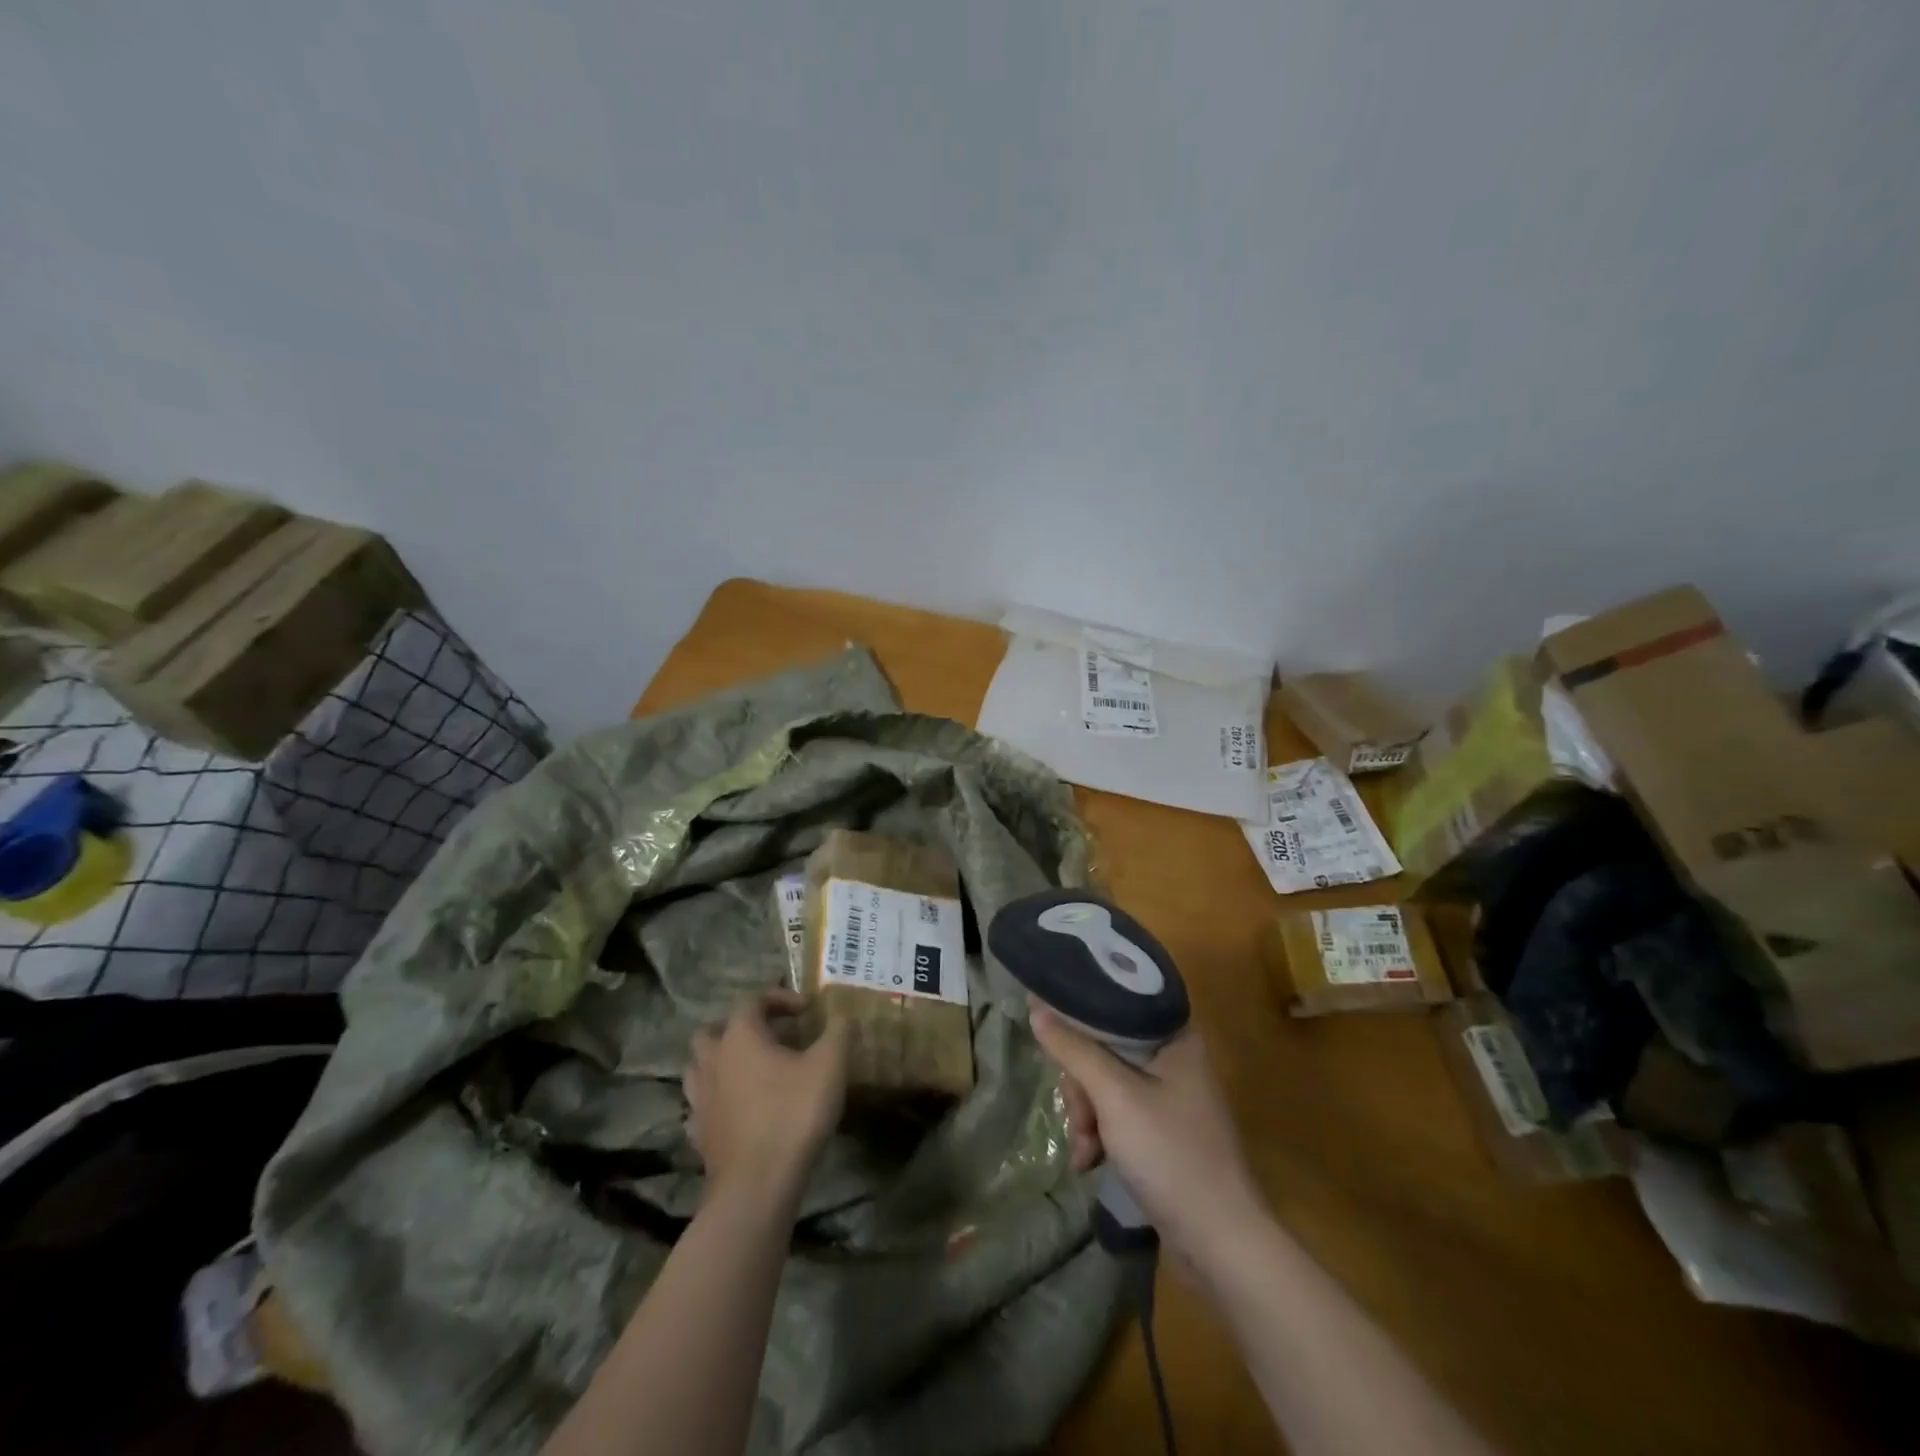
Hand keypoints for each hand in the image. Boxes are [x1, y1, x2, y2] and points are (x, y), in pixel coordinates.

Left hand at [687, 990, 847, 1206]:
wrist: (756, 1187)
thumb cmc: (793, 1114)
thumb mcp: (829, 1065)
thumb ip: (838, 1031)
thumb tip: (841, 1013)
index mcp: (740, 1037)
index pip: (752, 1000)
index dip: (779, 998)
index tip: (806, 1010)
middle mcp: (712, 1061)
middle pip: (714, 1030)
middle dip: (740, 1027)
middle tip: (770, 1036)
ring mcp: (700, 1100)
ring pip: (701, 1067)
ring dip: (724, 1061)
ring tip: (754, 1071)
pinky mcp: (699, 1134)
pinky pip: (703, 1105)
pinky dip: (719, 1099)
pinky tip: (740, 1109)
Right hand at [1034, 1006, 1265, 1260]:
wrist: (1221, 1244)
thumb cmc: (1171, 1154)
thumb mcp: (1114, 1096)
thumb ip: (1073, 1049)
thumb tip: (1035, 1007)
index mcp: (1174, 1037)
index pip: (1114, 1008)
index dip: (1079, 1023)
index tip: (1054, 1045)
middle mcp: (1174, 1059)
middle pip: (1105, 1051)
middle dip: (1082, 1089)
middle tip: (1080, 1119)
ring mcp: (1170, 1099)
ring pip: (1106, 1086)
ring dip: (1087, 1118)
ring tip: (1085, 1152)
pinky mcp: (1163, 1133)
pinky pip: (1118, 1116)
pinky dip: (1100, 1136)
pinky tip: (1090, 1162)